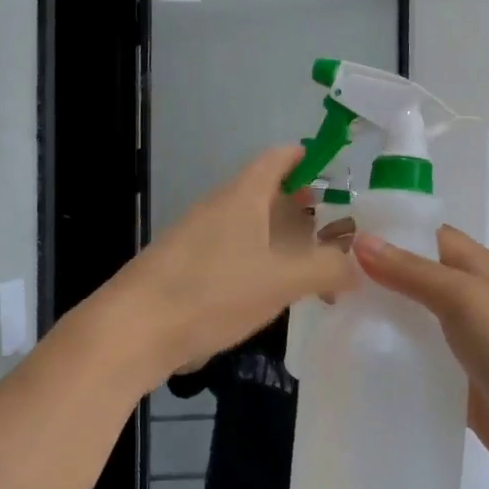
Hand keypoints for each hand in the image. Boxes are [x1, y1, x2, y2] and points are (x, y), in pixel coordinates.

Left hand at [109, 147, 356, 381]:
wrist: (134, 330)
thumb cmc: (213, 292)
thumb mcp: (281, 280)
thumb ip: (326, 268)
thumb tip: (355, 266)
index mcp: (242, 196)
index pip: (276, 159)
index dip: (305, 158)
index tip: (333, 170)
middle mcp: (218, 208)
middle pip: (265, 194)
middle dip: (301, 207)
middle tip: (335, 229)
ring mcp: (197, 239)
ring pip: (249, 227)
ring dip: (281, 240)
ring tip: (312, 265)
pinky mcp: (185, 269)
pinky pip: (232, 254)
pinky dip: (259, 263)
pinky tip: (272, 293)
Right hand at [353, 225, 488, 488]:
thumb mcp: (464, 297)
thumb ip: (412, 271)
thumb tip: (359, 240)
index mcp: (480, 267)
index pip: (427, 236)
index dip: (386, 234)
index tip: (338, 240)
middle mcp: (471, 298)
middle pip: (415, 276)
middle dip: (374, 277)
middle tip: (325, 284)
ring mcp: (464, 340)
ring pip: (412, 318)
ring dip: (379, 316)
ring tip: (331, 317)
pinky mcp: (455, 377)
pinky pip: (416, 357)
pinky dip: (391, 353)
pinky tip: (359, 358)